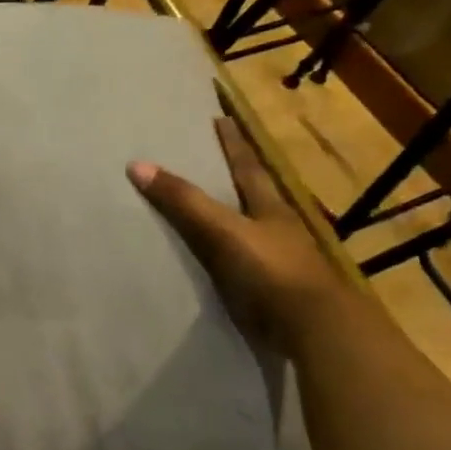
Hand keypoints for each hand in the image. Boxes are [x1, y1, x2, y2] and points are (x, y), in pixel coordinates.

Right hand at [129, 117, 344, 352]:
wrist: (314, 331)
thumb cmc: (271, 271)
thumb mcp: (222, 230)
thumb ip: (183, 201)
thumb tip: (136, 164)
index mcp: (270, 208)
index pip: (248, 166)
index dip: (233, 143)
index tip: (222, 118)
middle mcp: (276, 230)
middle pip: (252, 195)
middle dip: (233, 177)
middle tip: (209, 158)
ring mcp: (277, 262)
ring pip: (248, 230)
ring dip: (228, 218)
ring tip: (202, 207)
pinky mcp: (270, 292)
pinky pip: (239, 264)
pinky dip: (223, 256)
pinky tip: (208, 259)